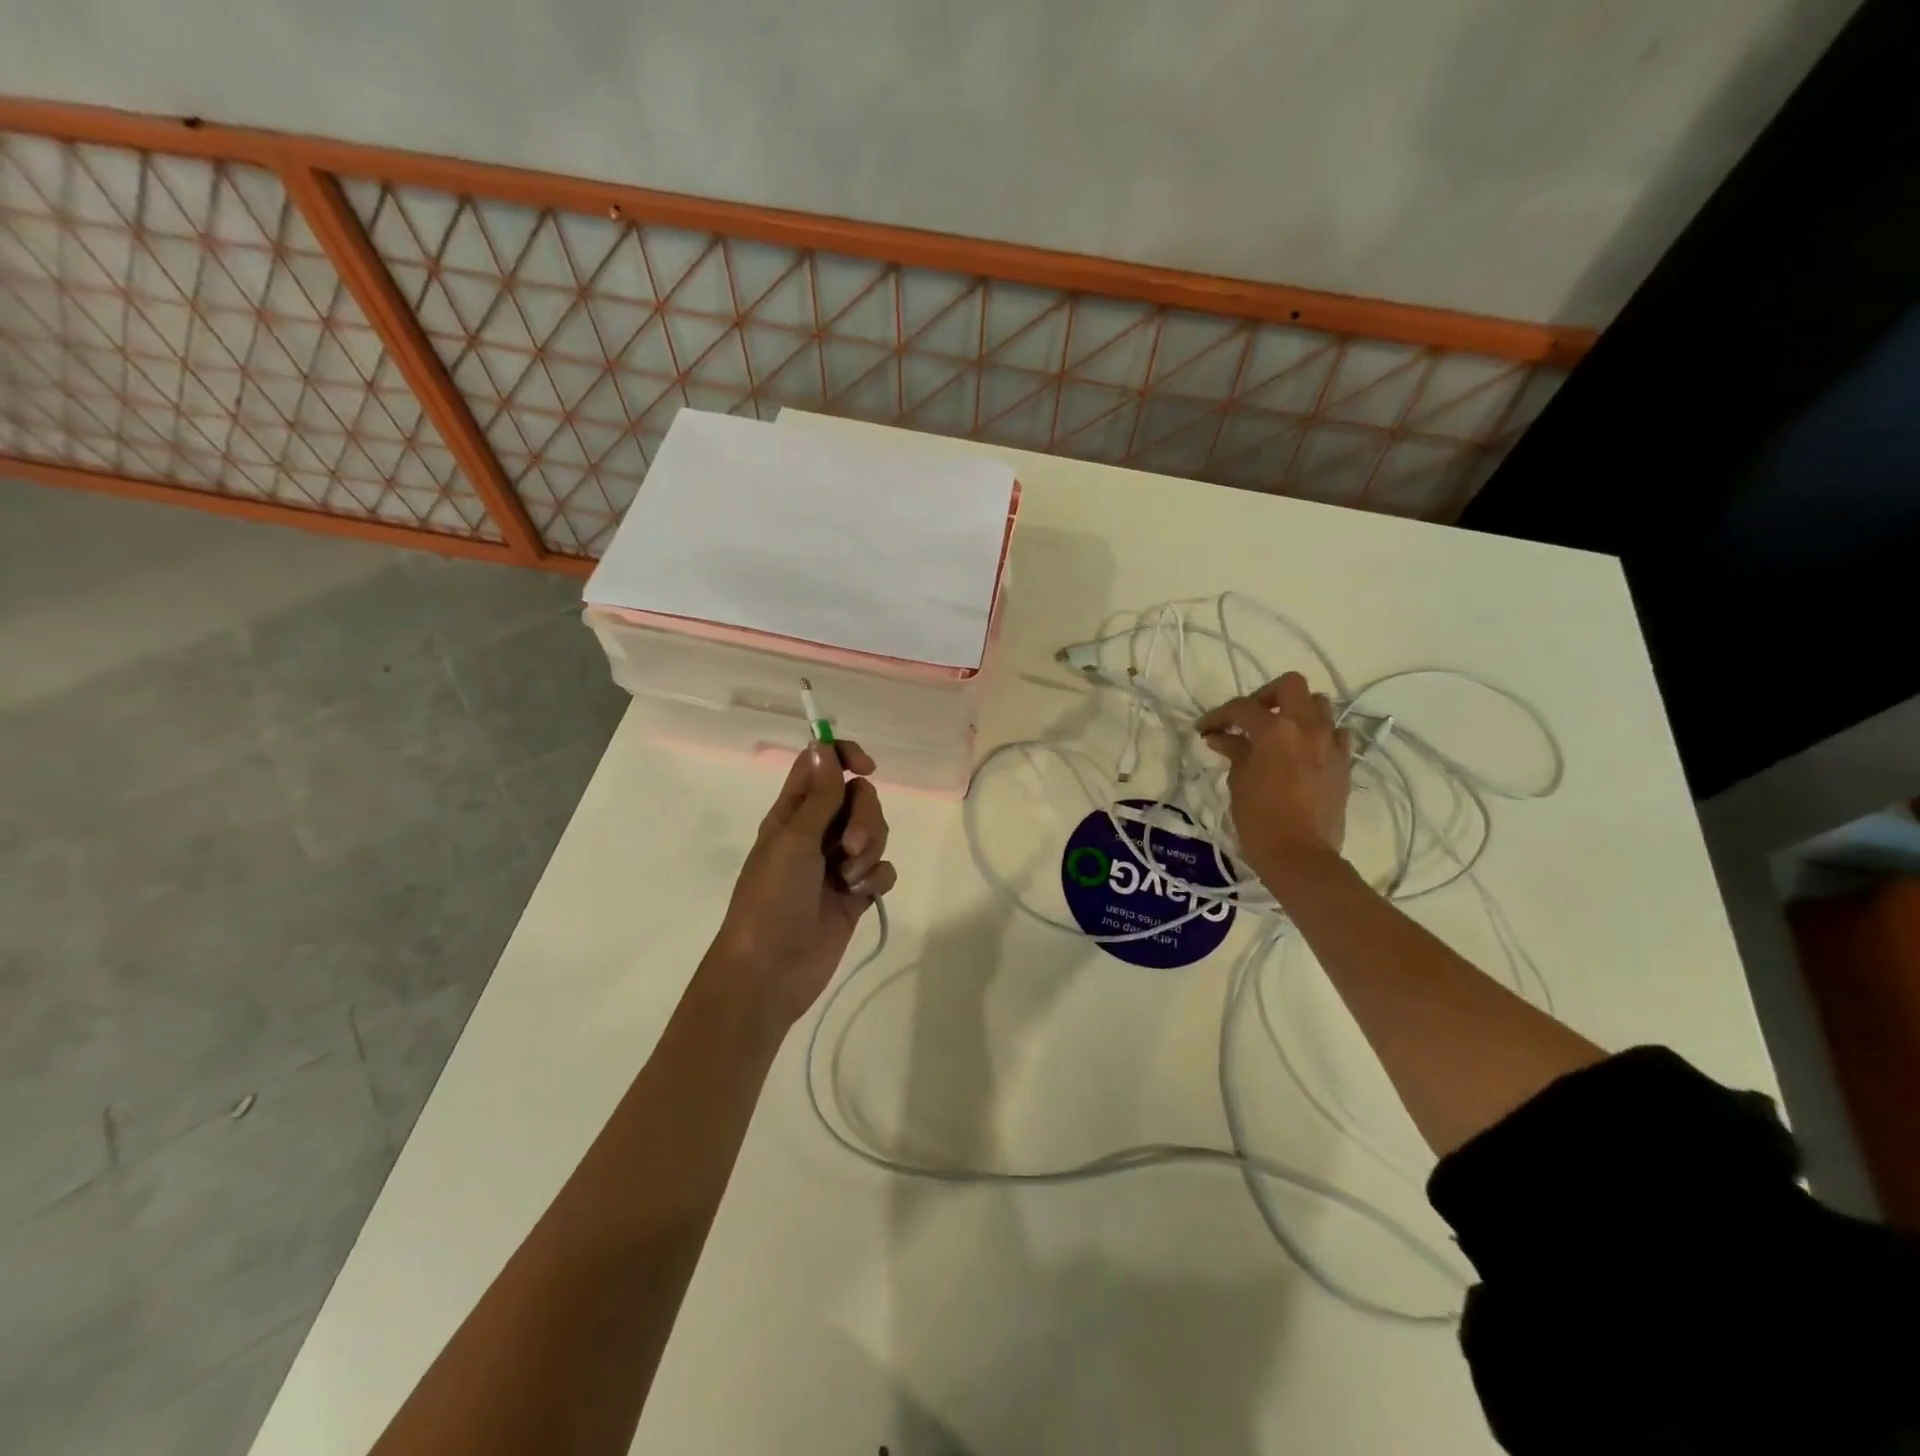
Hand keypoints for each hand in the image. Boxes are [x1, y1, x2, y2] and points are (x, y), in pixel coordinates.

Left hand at [705, 740, 896, 1031]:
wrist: (771, 970)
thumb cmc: (771, 899)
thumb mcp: (794, 840)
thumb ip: (819, 795)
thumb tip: (822, 745)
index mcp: (794, 812)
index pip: (823, 764)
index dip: (846, 757)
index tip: (866, 768)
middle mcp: (817, 831)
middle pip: (859, 797)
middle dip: (865, 818)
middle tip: (848, 848)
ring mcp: (838, 863)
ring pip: (875, 832)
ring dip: (870, 850)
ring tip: (850, 879)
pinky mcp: (856, 893)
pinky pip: (882, 870)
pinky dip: (876, 879)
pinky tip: (860, 896)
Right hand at [1196, 672, 1351, 882]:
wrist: (1301, 856)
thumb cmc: (1260, 820)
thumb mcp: (1239, 782)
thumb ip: (1234, 752)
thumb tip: (1222, 738)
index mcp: (1275, 731)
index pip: (1241, 708)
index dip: (1218, 716)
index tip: (1204, 729)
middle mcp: (1306, 727)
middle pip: (1290, 685)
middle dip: (1265, 695)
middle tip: (1249, 717)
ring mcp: (1330, 744)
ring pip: (1319, 704)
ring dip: (1296, 710)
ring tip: (1278, 731)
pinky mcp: (1343, 763)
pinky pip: (1336, 734)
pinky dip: (1320, 734)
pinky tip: (1305, 750)